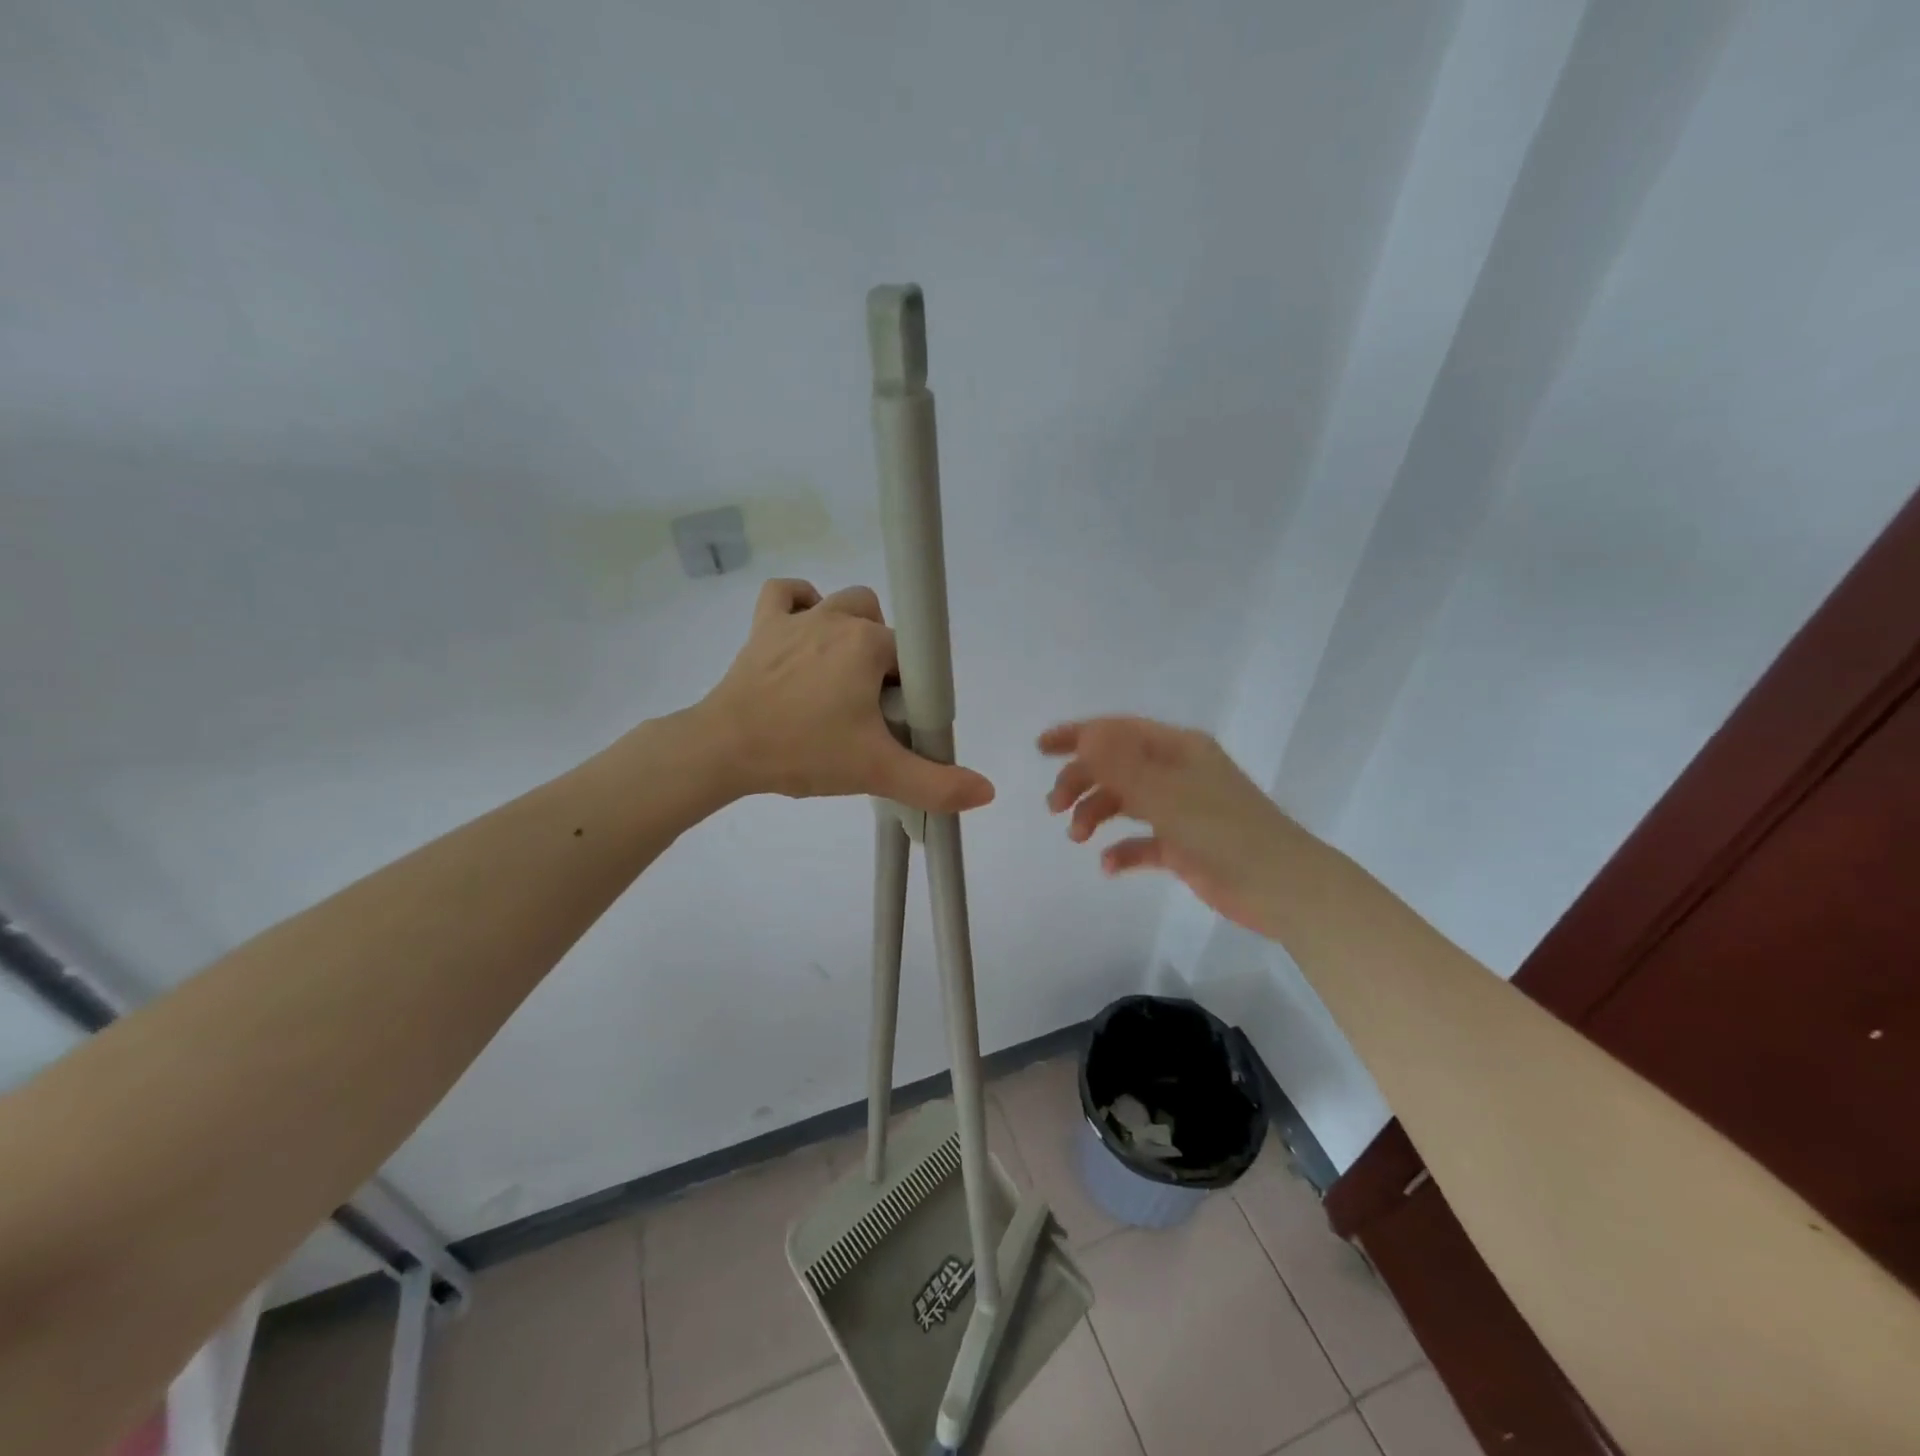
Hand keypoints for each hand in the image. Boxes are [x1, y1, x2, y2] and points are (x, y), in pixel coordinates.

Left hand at [699, 579, 994, 812]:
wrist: (724, 750)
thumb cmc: (804, 752)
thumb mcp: (877, 771)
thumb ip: (936, 784)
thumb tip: (988, 792)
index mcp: (869, 644)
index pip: (911, 660)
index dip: (909, 694)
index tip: (890, 725)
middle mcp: (837, 618)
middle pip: (883, 628)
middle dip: (884, 663)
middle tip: (866, 710)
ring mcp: (796, 618)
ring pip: (843, 604)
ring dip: (851, 631)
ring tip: (840, 677)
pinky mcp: (763, 626)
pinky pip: (786, 593)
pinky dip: (800, 603)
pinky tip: (805, 631)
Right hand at [1040, 717, 1296, 938]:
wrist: (1283, 888)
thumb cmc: (1225, 832)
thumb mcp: (1167, 794)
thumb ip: (1122, 765)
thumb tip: (1085, 733)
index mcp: (1177, 749)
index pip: (1118, 731)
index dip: (1077, 735)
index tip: (1040, 748)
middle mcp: (1177, 773)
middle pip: (1115, 766)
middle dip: (1080, 781)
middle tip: (1054, 808)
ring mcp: (1181, 809)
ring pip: (1125, 802)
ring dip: (1096, 814)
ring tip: (1078, 837)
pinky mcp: (1184, 845)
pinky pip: (1142, 841)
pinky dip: (1122, 850)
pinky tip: (1108, 865)